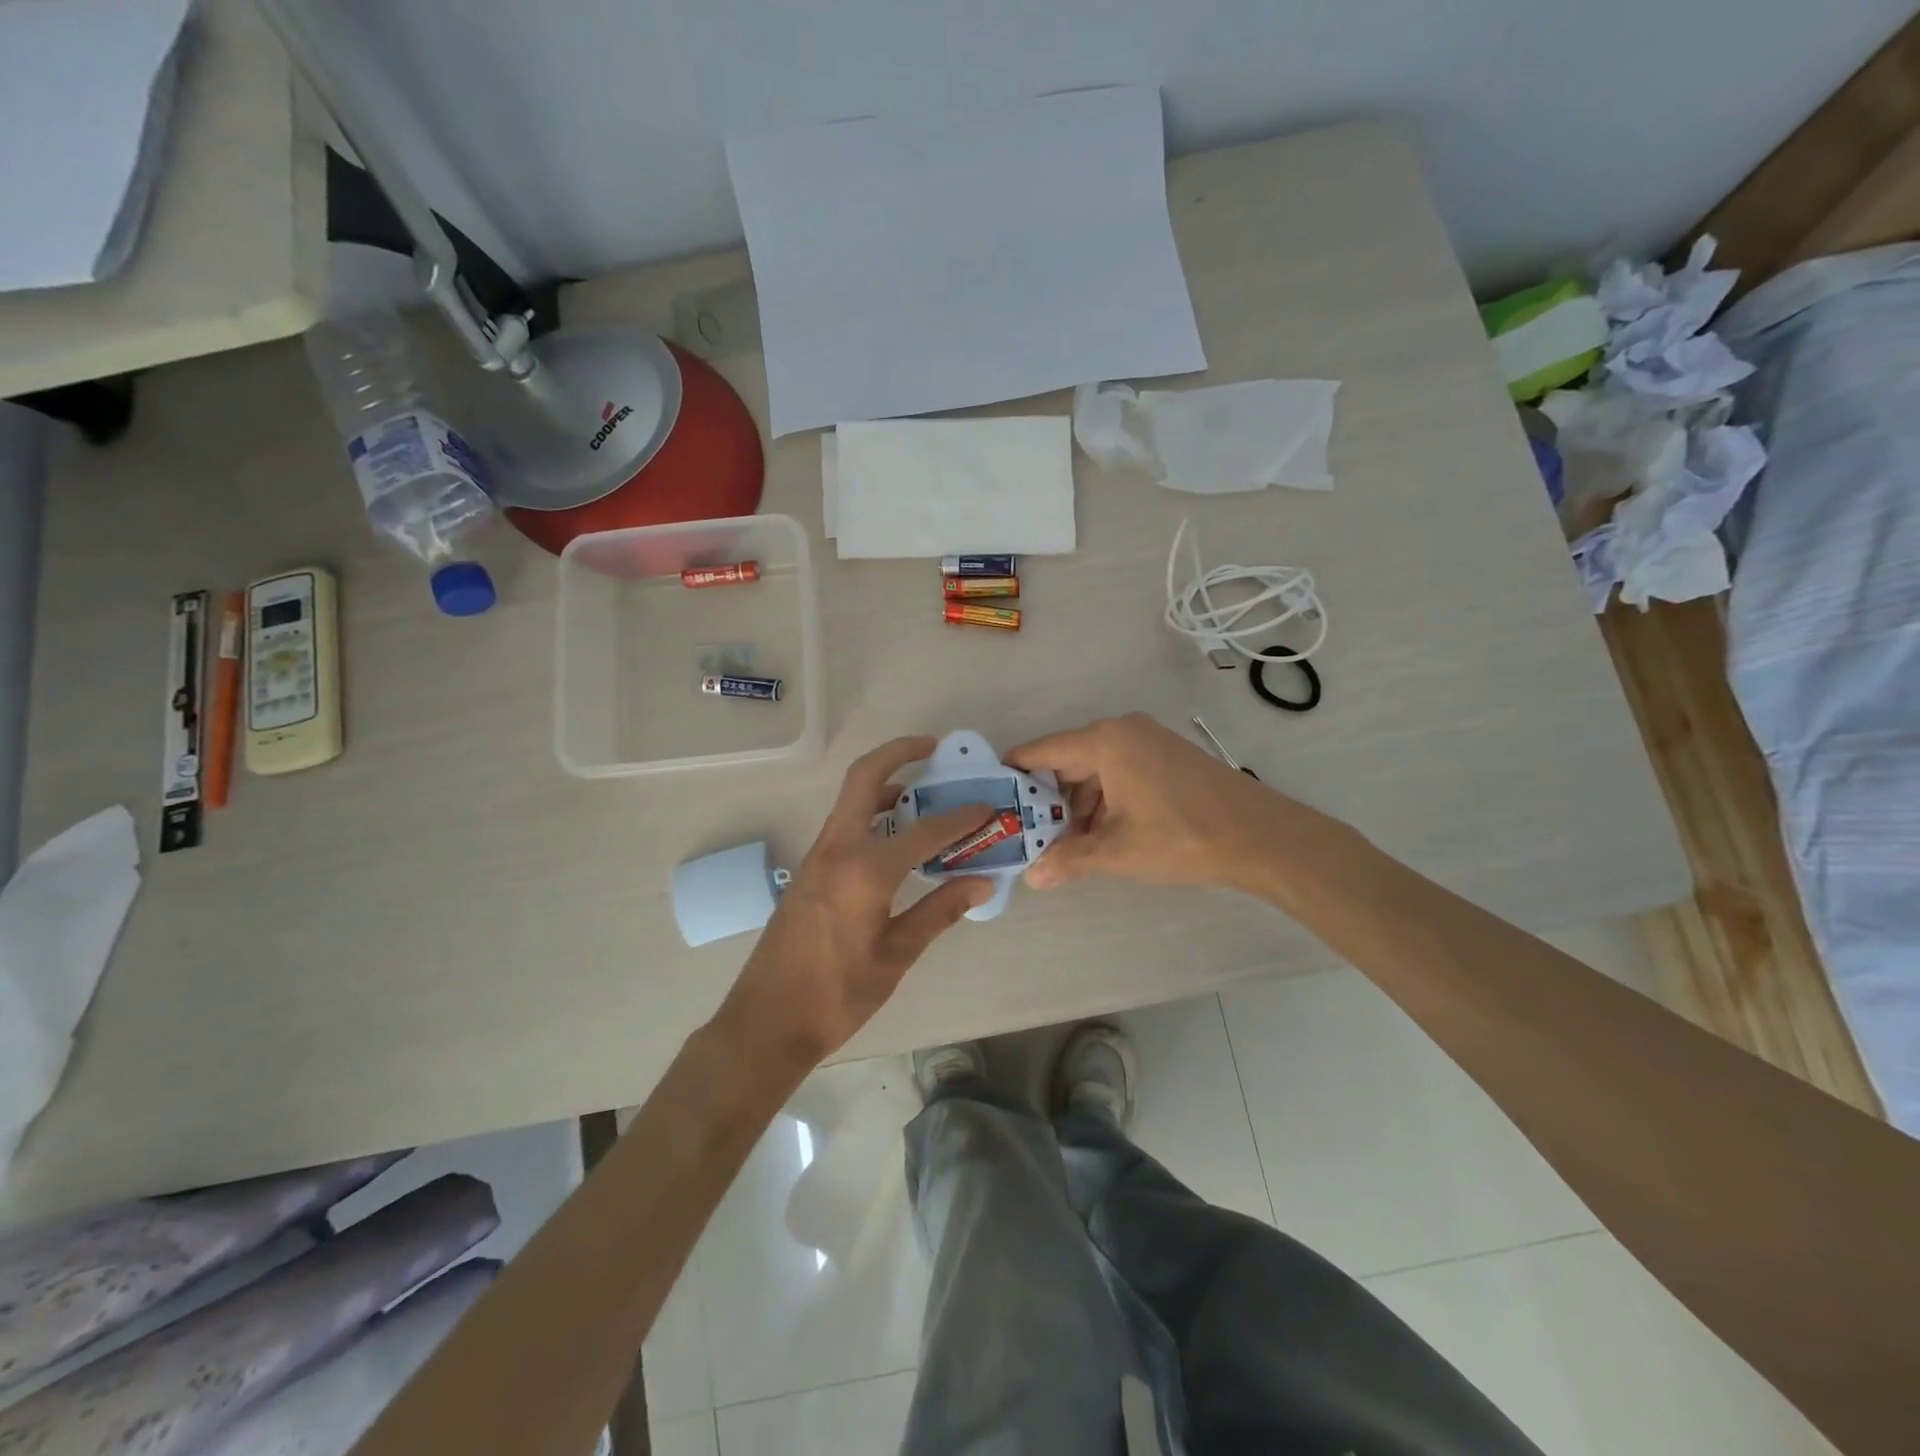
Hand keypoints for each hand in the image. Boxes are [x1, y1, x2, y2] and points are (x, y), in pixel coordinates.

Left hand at [715, 737, 994, 1068]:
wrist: (766, 1021)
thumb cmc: (836, 994)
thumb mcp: (896, 955)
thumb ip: (938, 911)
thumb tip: (982, 882)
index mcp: (864, 870)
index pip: (924, 831)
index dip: (960, 818)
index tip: (987, 807)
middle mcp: (837, 849)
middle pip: (865, 779)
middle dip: (899, 754)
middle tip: (934, 749)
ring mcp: (818, 857)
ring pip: (851, 800)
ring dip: (885, 785)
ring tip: (923, 793)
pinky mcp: (810, 871)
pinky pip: (844, 825)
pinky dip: (872, 814)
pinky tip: (896, 838)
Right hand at [1007, 712, 1302, 893]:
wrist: (1262, 837)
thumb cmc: (1182, 837)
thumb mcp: (1118, 852)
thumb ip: (1069, 860)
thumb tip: (1033, 878)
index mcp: (1105, 741)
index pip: (1042, 751)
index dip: (1015, 774)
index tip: (993, 798)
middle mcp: (1123, 730)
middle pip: (1068, 760)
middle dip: (1050, 800)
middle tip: (1032, 835)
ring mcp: (1149, 740)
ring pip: (1096, 769)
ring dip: (1080, 805)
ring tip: (1071, 845)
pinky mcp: (1168, 755)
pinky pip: (1121, 771)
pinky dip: (1106, 799)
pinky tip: (1105, 834)